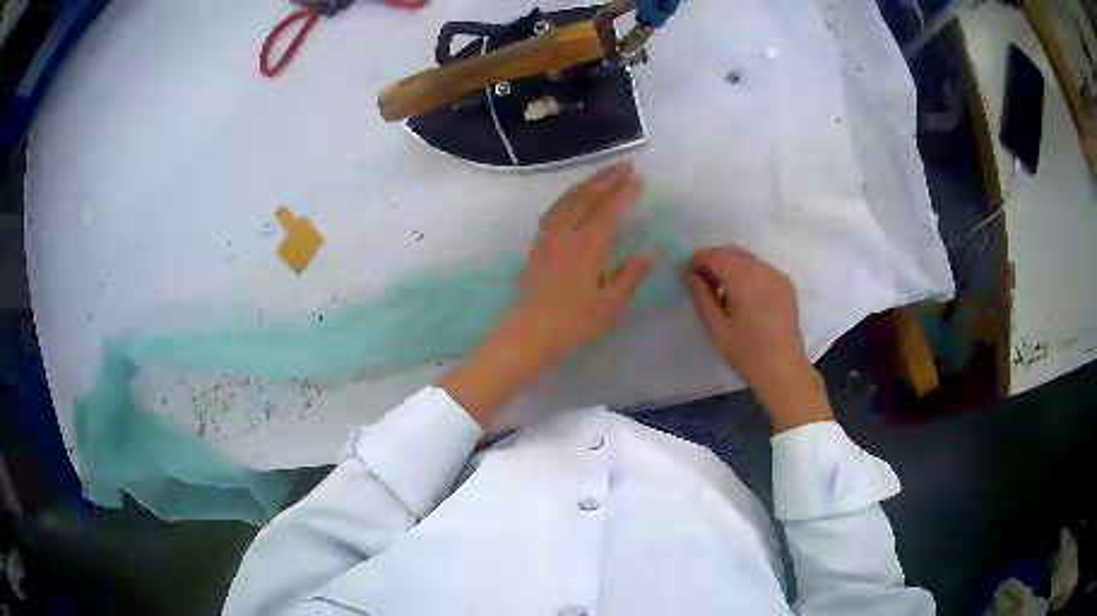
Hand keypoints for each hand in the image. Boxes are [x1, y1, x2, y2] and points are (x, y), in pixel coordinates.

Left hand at [439, 162, 651, 426]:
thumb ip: (630, 275)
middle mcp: (566, 233)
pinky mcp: (536, 245)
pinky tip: (572, 198)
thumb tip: (650, 252)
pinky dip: (568, 196)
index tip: (639, 178)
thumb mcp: (610, 305)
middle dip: (607, 178)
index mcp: (588, 246)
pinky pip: (553, 210)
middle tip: (625, 164)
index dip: (625, 192)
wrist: (526, 335)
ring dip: (587, 183)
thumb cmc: (572, 324)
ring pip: (568, 199)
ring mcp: (547, 237)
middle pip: (587, 197)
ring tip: (603, 173)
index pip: (610, 210)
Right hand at [685, 245, 832, 432]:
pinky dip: (746, 272)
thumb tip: (690, 273)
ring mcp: (777, 276)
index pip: (716, 256)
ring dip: (730, 265)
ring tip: (720, 288)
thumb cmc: (746, 353)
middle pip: (732, 252)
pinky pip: (761, 268)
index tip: (687, 271)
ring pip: (747, 258)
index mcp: (745, 281)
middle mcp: (763, 271)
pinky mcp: (785, 284)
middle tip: (701, 279)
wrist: (784, 370)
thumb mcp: (717, 328)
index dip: (699, 259)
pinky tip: (742, 294)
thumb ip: (702, 296)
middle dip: (714, 259)